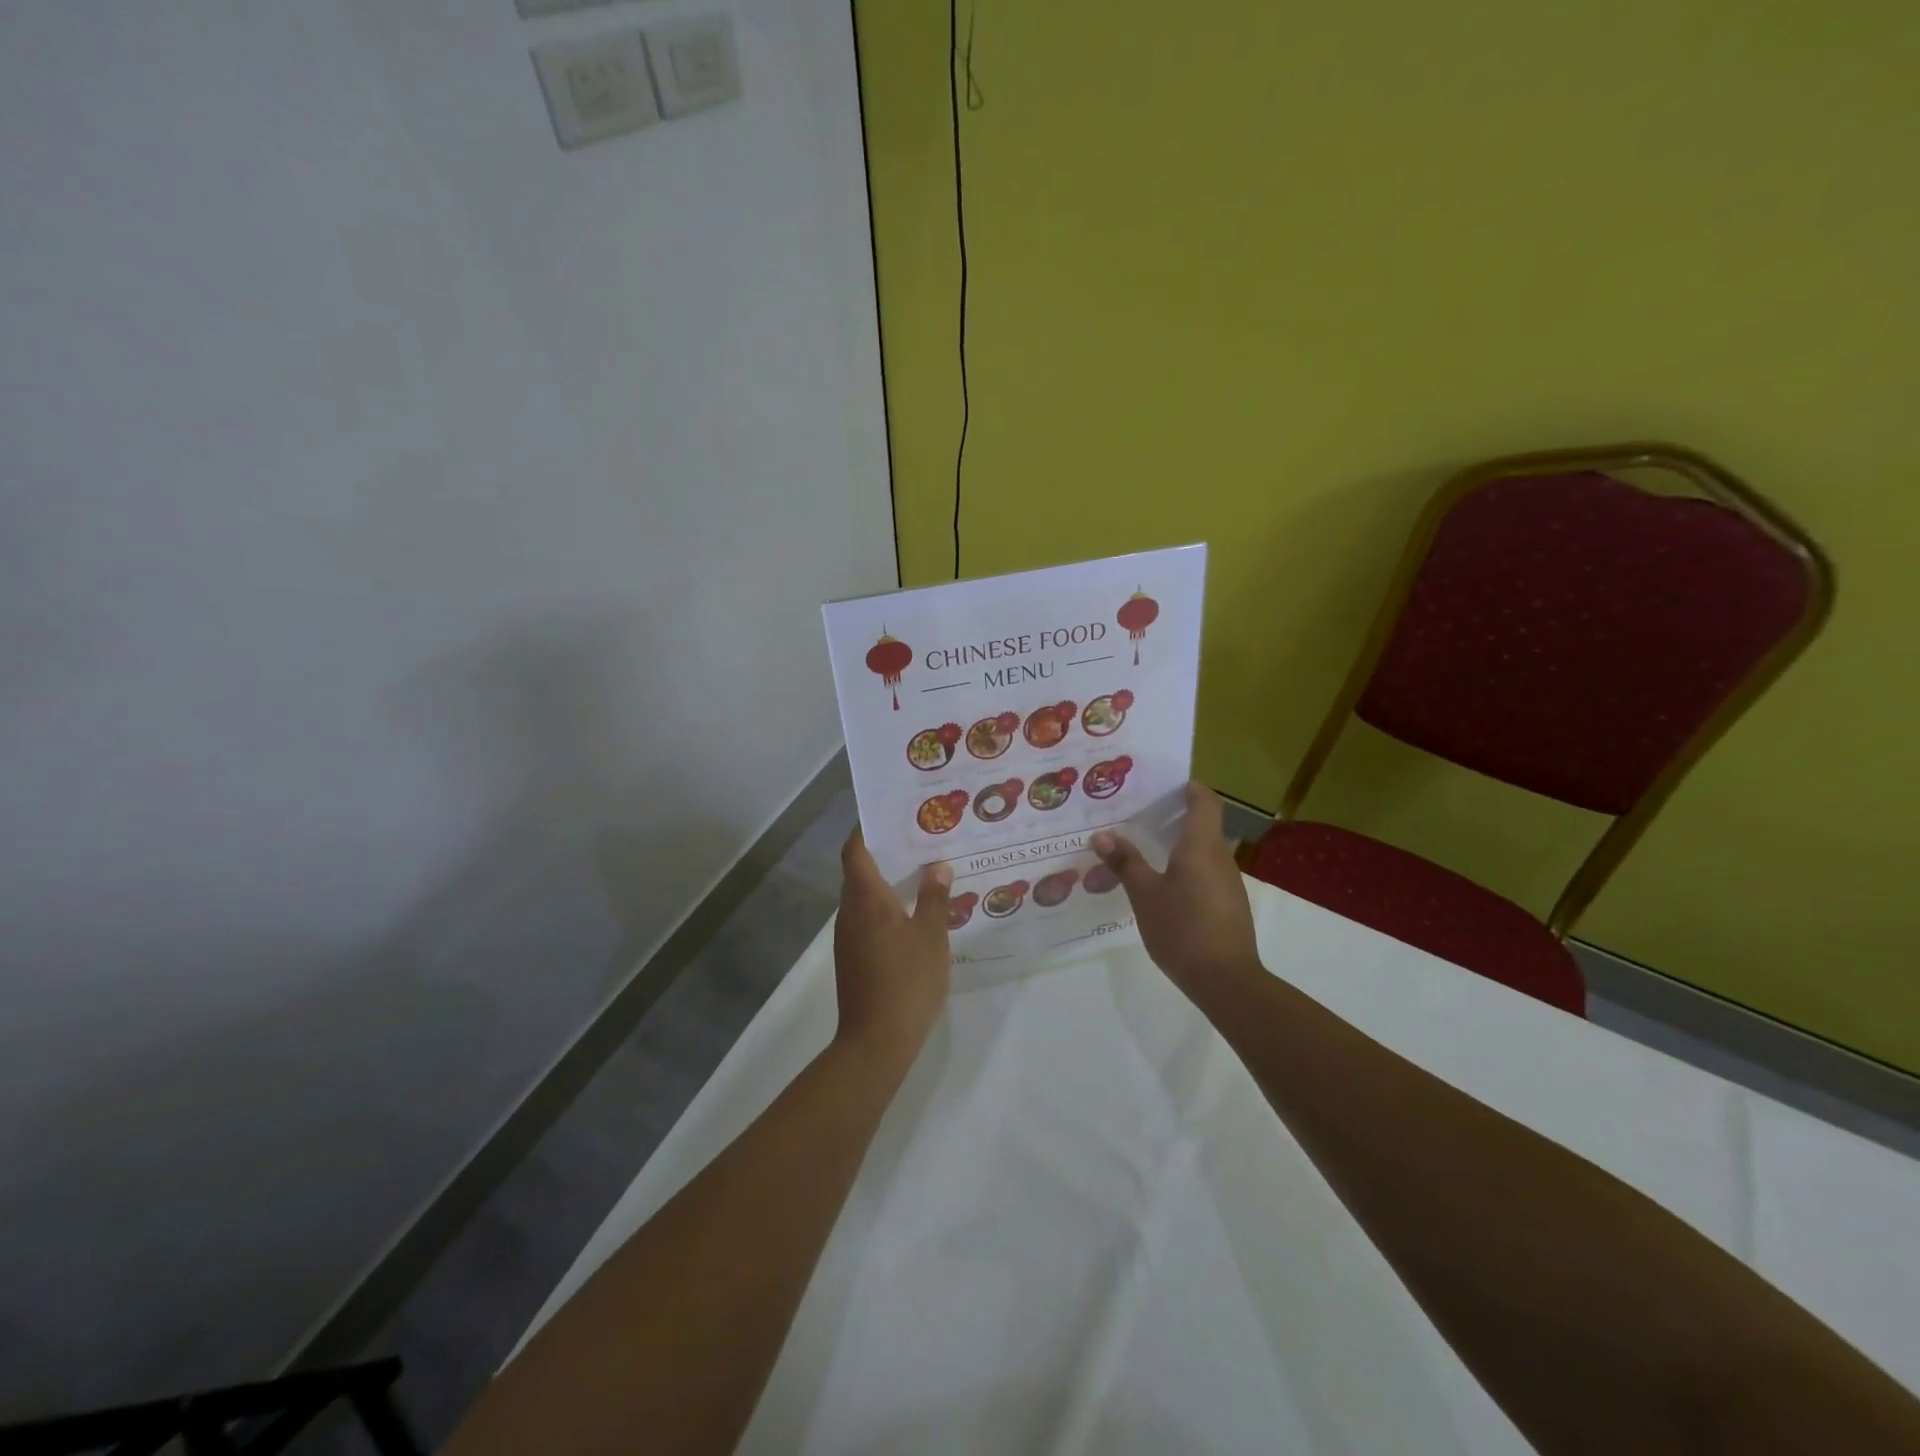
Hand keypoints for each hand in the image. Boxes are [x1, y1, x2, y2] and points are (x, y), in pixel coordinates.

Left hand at [832, 829, 952, 1072]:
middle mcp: (849, 911)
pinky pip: (867, 919)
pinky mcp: (853, 958)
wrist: (876, 1041)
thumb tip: (937, 866)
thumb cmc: (906, 980)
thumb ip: (934, 898)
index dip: (866, 829)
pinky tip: (914, 915)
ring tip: (924, 873)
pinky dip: (886, 908)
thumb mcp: (931, 935)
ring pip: (864, 897)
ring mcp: (848, 937)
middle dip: (886, 853)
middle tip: (920, 841)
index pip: (855, 850)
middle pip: (859, 871)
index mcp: (865, 898)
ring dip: (888, 883)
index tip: (890, 815)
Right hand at [1091, 782, 1261, 996]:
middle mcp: (1220, 857)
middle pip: (1203, 824)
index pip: (1205, 800)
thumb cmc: (1182, 928)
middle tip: (1137, 814)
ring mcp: (1228, 883)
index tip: (1161, 784)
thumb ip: (1125, 863)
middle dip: (1173, 815)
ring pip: (1203, 850)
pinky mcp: (1227, 905)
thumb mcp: (1145, 894)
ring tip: (1142, 848)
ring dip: (1177, 843)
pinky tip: (1161, 884)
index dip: (1188, 787)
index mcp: (1201, 845)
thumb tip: (1102, 835)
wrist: (1226, 980)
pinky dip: (1185, 867)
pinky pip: (1205, 872)